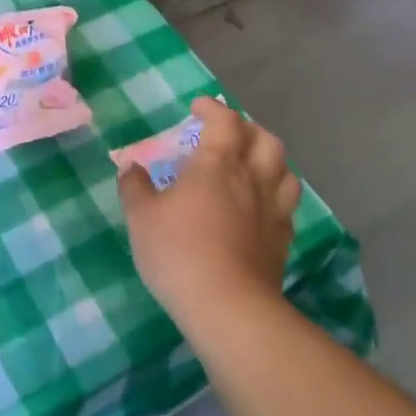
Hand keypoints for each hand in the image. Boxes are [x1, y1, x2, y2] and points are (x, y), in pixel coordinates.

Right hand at [117, 97, 299, 337]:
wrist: (227, 307)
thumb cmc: (178, 252)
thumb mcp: (142, 217)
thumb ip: (135, 187)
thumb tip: (130, 167)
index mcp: (217, 165)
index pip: (225, 121)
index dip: (213, 109)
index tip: (198, 108)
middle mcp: (251, 179)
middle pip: (265, 140)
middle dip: (247, 129)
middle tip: (227, 134)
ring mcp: (272, 211)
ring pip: (285, 170)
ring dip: (269, 159)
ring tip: (251, 165)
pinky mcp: (282, 241)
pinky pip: (286, 206)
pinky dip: (274, 195)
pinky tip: (260, 207)